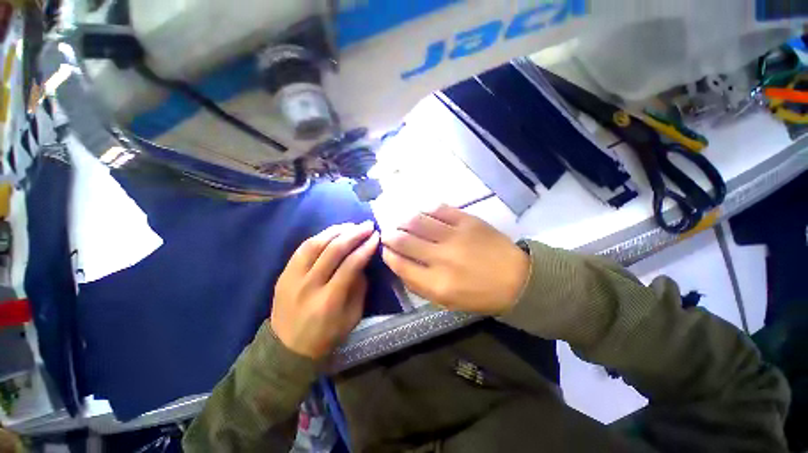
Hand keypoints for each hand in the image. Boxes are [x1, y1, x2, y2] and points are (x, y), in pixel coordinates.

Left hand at [271, 222, 379, 359]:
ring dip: (336, 231)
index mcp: (329, 300)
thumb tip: (362, 262)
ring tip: (351, 225)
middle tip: (367, 225)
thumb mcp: (352, 317)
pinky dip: (320, 236)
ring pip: (315, 244)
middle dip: (354, 234)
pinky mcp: (283, 274)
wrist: (287, 349)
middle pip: (333, 250)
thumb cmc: (326, 335)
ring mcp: (292, 278)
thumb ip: (359, 288)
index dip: (365, 248)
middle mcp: (309, 285)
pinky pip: (302, 248)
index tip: (376, 237)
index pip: (350, 265)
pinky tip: (332, 232)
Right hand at [381, 205, 528, 314]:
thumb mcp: (447, 301)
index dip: (388, 255)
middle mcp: (442, 258)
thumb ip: (420, 285)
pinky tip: (423, 214)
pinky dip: (426, 210)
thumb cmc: (480, 295)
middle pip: (405, 241)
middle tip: (387, 233)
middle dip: (390, 236)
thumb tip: (400, 266)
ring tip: (401, 222)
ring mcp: (455, 236)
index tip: (385, 250)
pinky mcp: (467, 221)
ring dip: (404, 221)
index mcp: (437, 284)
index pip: (401, 265)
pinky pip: (439, 210)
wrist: (517, 279)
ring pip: (418, 221)